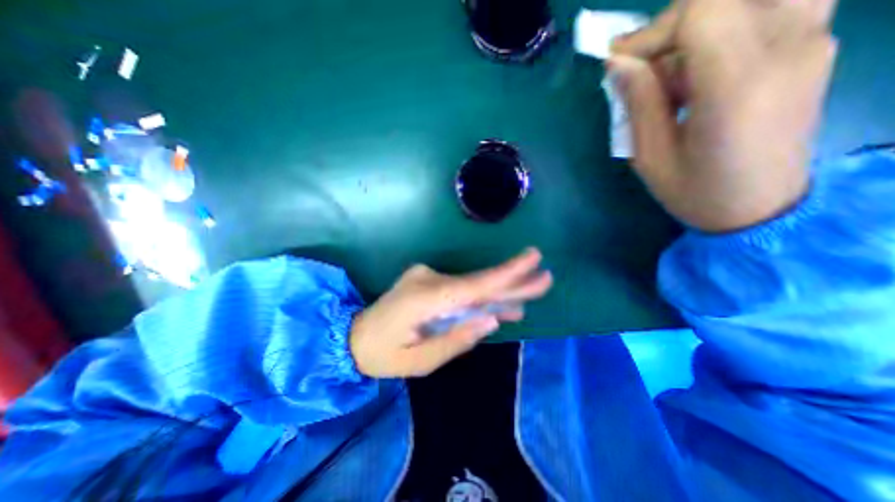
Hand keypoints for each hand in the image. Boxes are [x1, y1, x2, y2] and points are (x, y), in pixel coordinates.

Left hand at [351, 249, 553, 378]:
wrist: (354, 335)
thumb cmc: (384, 354)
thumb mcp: (420, 361)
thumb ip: (457, 340)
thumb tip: (492, 318)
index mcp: (424, 298)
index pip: (474, 285)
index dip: (506, 274)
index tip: (534, 260)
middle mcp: (428, 279)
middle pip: (478, 283)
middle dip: (512, 282)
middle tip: (544, 279)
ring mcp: (427, 276)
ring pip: (472, 286)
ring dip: (499, 293)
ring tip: (526, 299)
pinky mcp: (428, 280)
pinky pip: (461, 289)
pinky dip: (480, 297)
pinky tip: (499, 305)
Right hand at [609, 0, 838, 230]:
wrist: (760, 208)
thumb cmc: (694, 191)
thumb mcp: (650, 156)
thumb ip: (639, 103)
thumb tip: (618, 62)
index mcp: (738, 87)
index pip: (702, 13)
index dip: (652, 31)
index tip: (619, 60)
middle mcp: (788, 49)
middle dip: (672, 25)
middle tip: (641, 65)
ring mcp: (813, 41)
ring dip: (701, 24)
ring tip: (673, 68)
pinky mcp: (815, 46)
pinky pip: (773, 6)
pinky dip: (727, 26)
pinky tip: (702, 67)